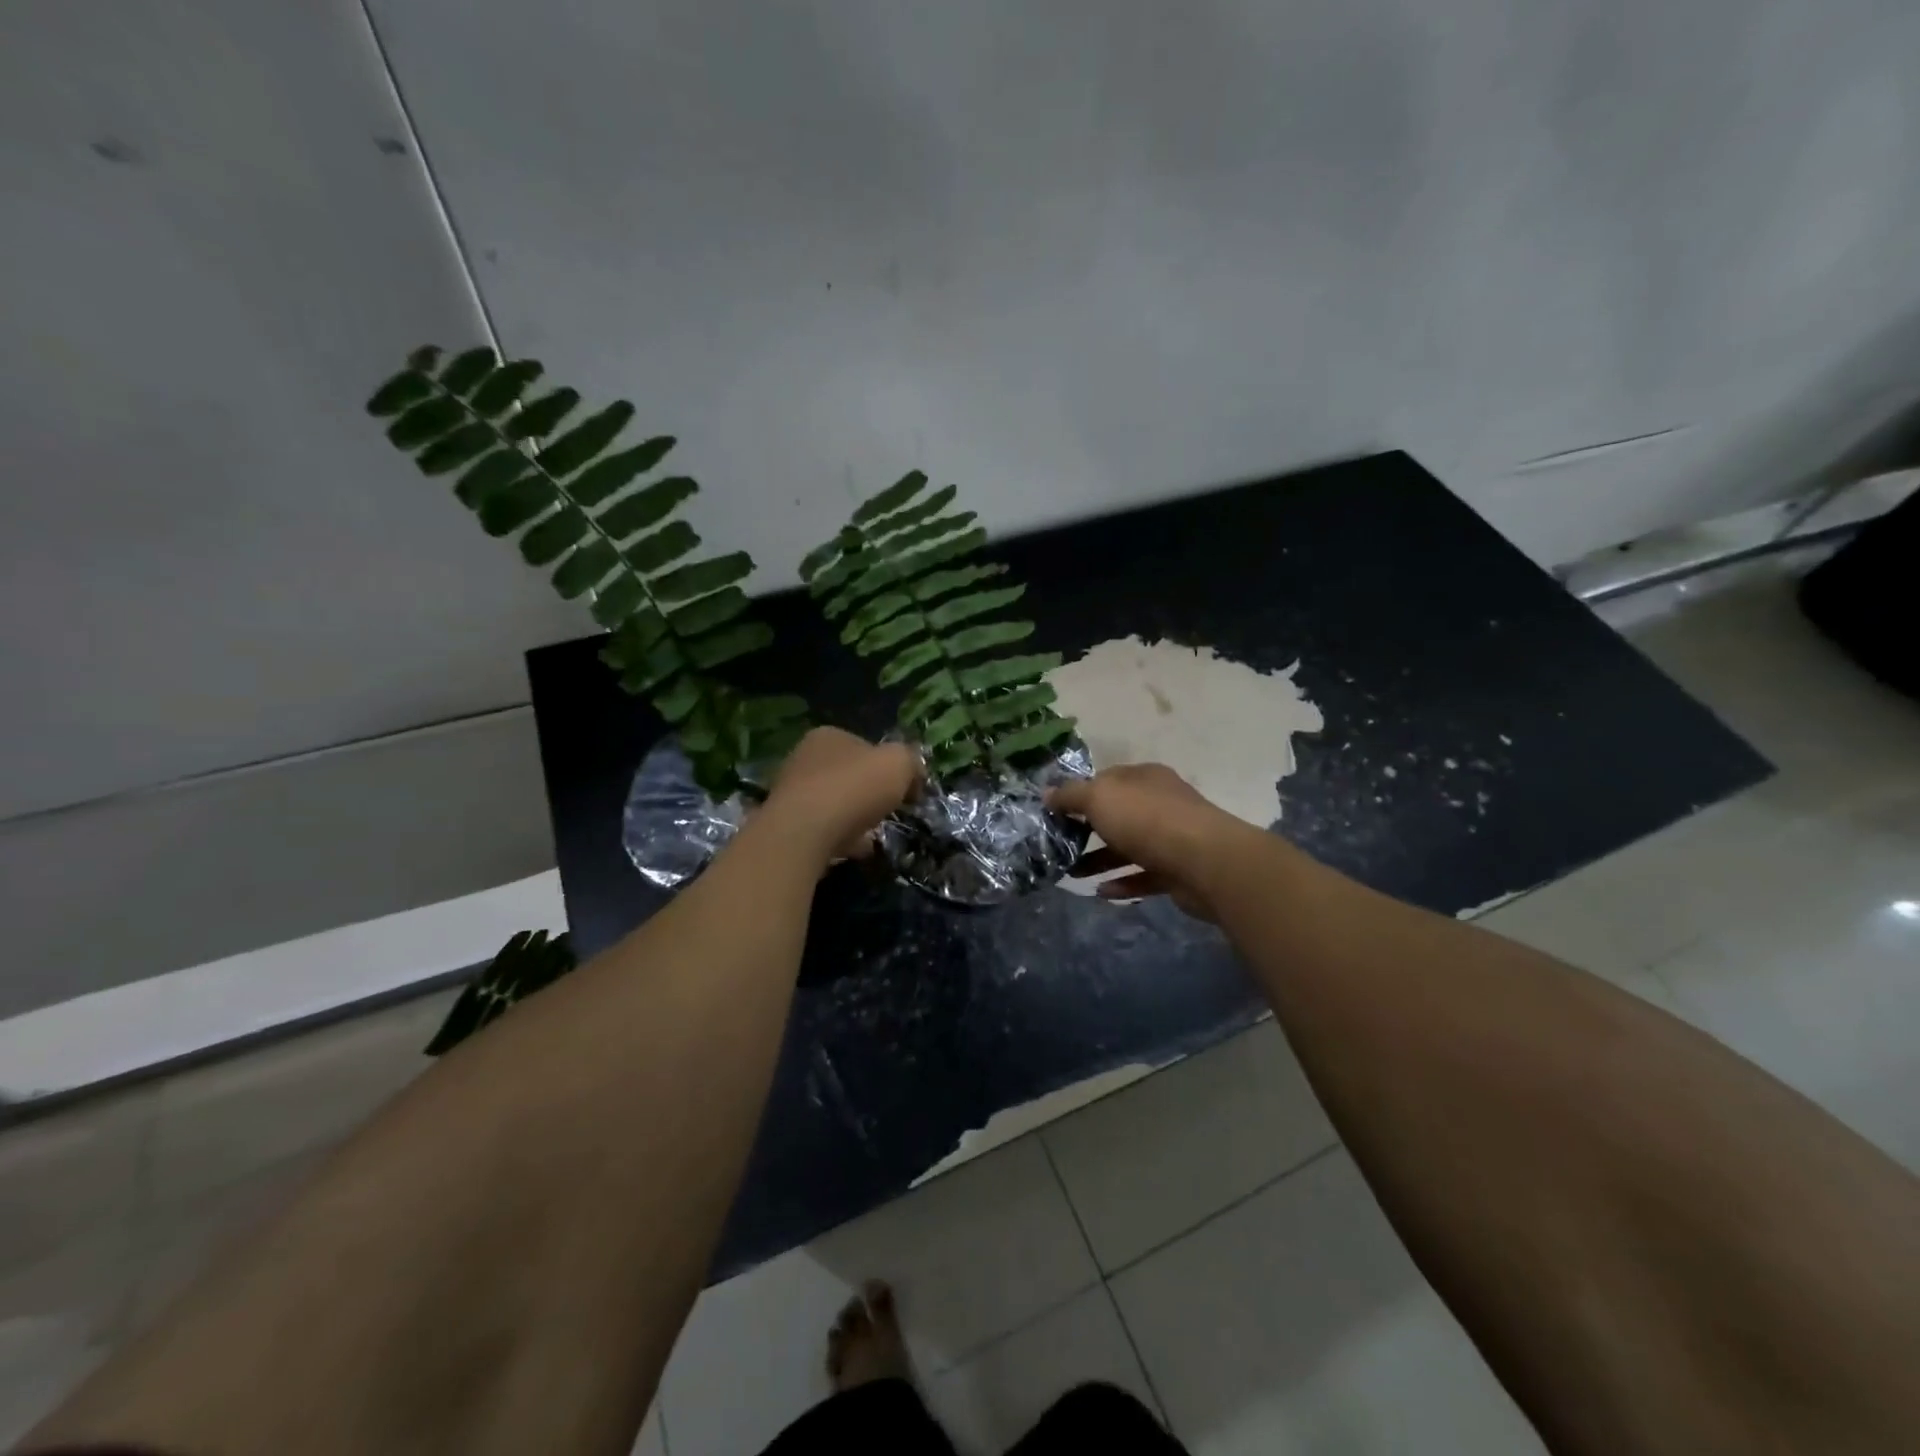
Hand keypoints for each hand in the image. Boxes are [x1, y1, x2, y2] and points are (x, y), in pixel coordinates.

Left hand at [756, 728, 918, 867]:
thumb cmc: (853, 788)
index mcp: (829, 736)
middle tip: (890, 811)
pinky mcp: (787, 825)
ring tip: (874, 835)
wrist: (803, 833)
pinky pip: (822, 829)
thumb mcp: (899, 764)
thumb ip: (910, 762)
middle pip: (848, 775)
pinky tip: (855, 850)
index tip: (907, 789)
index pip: (866, 746)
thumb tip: (913, 772)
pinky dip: (841, 838)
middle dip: (870, 793)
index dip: (889, 766)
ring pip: (835, 803)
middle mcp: (804, 758)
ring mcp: (792, 792)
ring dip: (855, 817)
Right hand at [1048, 763, 1260, 920]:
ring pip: (1130, 847)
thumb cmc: (1146, 819)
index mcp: (1144, 778)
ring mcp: (1172, 838)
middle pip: (1118, 814)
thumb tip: (1047, 794)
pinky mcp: (1179, 871)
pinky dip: (1123, 883)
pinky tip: (1101, 892)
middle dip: (1088, 830)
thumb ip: (1070, 795)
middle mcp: (1160, 803)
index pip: (1108, 779)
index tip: (1056, 812)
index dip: (1081, 793)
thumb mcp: (1098, 798)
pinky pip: (1145, 876)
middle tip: (1060, 845)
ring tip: (1072, 874)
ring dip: (1101, 860)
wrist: (1205, 862)